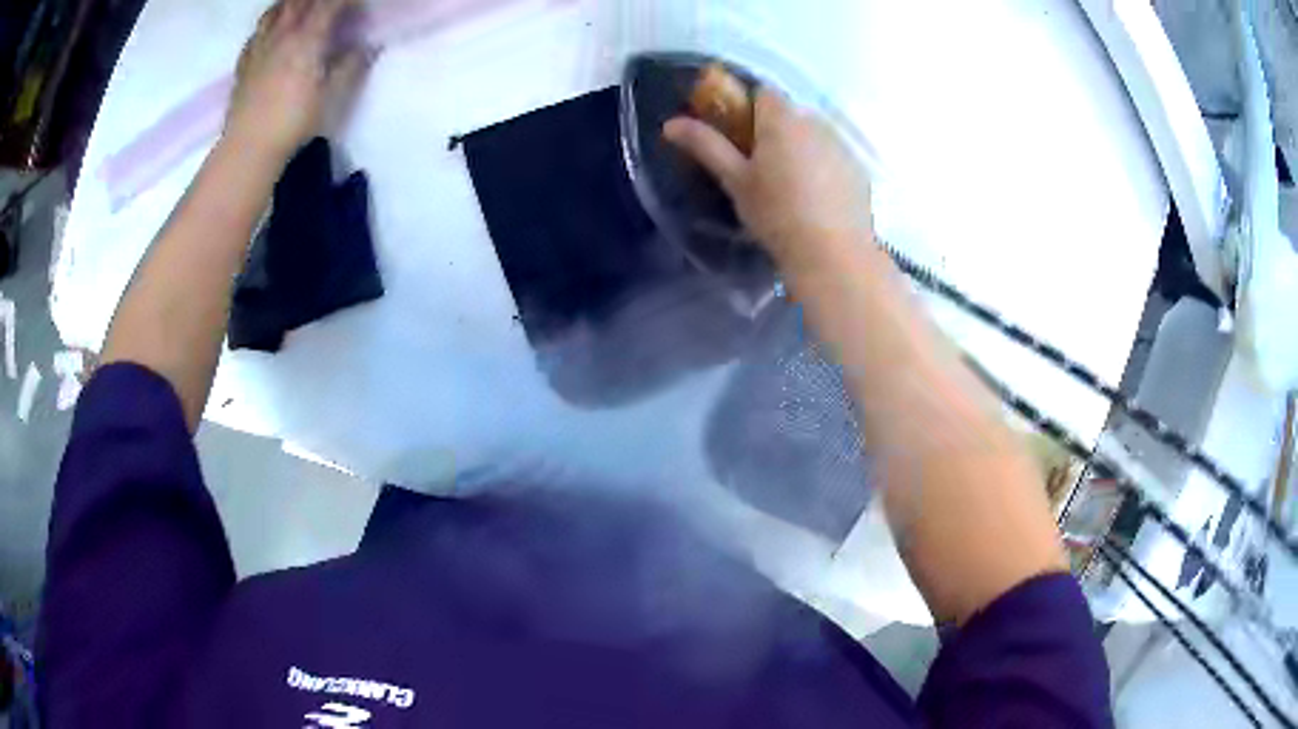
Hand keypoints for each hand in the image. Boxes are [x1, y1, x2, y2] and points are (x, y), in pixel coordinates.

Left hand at [226, 0, 372, 161]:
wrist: (248, 147)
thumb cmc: (293, 122)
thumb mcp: (331, 97)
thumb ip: (350, 66)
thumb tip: (367, 47)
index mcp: (307, 38)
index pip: (330, 3)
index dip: (345, 0)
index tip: (356, 4)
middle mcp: (282, 35)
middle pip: (299, 2)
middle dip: (317, 0)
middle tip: (329, 7)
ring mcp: (259, 48)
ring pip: (274, 11)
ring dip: (290, 5)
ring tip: (299, 9)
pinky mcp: (243, 65)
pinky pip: (255, 34)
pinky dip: (266, 26)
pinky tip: (270, 33)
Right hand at [663, 90, 873, 269]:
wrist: (832, 254)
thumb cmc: (776, 214)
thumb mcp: (735, 181)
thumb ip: (706, 146)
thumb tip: (671, 123)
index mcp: (781, 119)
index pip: (763, 92)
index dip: (749, 108)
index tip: (740, 136)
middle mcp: (815, 122)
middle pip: (790, 113)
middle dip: (775, 129)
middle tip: (762, 167)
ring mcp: (842, 145)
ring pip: (814, 134)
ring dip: (801, 147)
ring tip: (792, 187)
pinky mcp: (859, 170)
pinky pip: (834, 156)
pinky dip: (824, 166)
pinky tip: (818, 199)